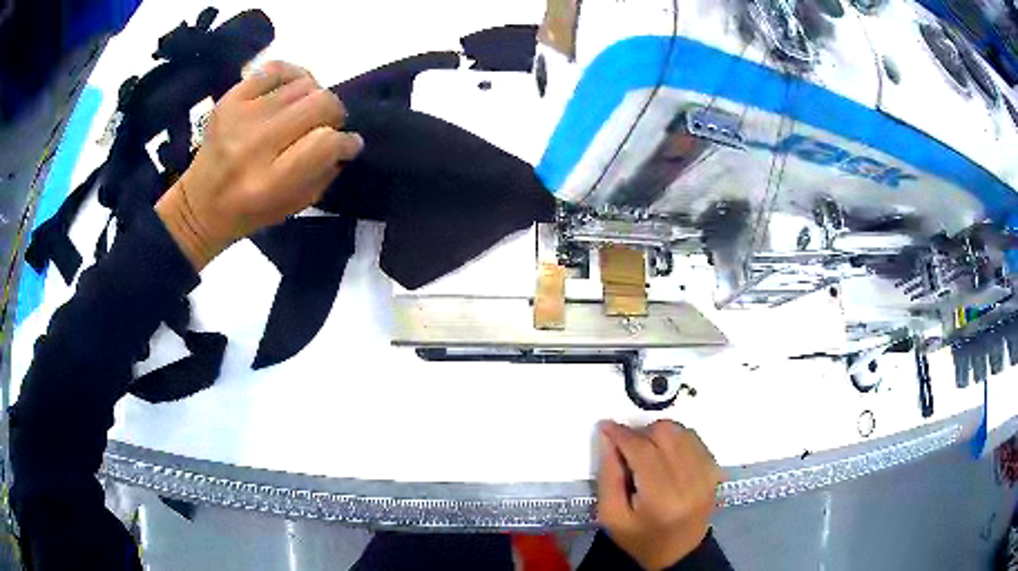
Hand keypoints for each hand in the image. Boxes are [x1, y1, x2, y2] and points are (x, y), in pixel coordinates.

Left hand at [156, 61, 363, 269]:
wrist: (198, 205)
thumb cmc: (247, 213)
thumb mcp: (290, 208)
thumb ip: (322, 173)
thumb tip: (345, 142)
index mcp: (269, 183)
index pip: (326, 143)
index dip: (346, 141)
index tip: (349, 144)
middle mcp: (254, 145)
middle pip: (320, 104)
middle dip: (335, 114)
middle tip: (328, 125)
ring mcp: (240, 116)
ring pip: (303, 84)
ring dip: (315, 96)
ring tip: (306, 111)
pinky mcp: (230, 98)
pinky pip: (276, 68)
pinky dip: (293, 75)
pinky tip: (292, 90)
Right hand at [597, 420, 722, 569]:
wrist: (678, 552)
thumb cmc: (639, 538)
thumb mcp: (611, 516)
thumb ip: (608, 475)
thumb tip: (608, 438)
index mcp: (661, 499)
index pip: (642, 451)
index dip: (622, 434)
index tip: (606, 426)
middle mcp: (690, 481)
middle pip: (665, 434)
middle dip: (641, 433)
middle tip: (627, 446)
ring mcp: (707, 474)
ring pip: (681, 432)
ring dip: (659, 434)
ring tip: (647, 452)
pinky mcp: (715, 470)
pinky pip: (694, 439)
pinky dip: (676, 440)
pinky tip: (666, 456)